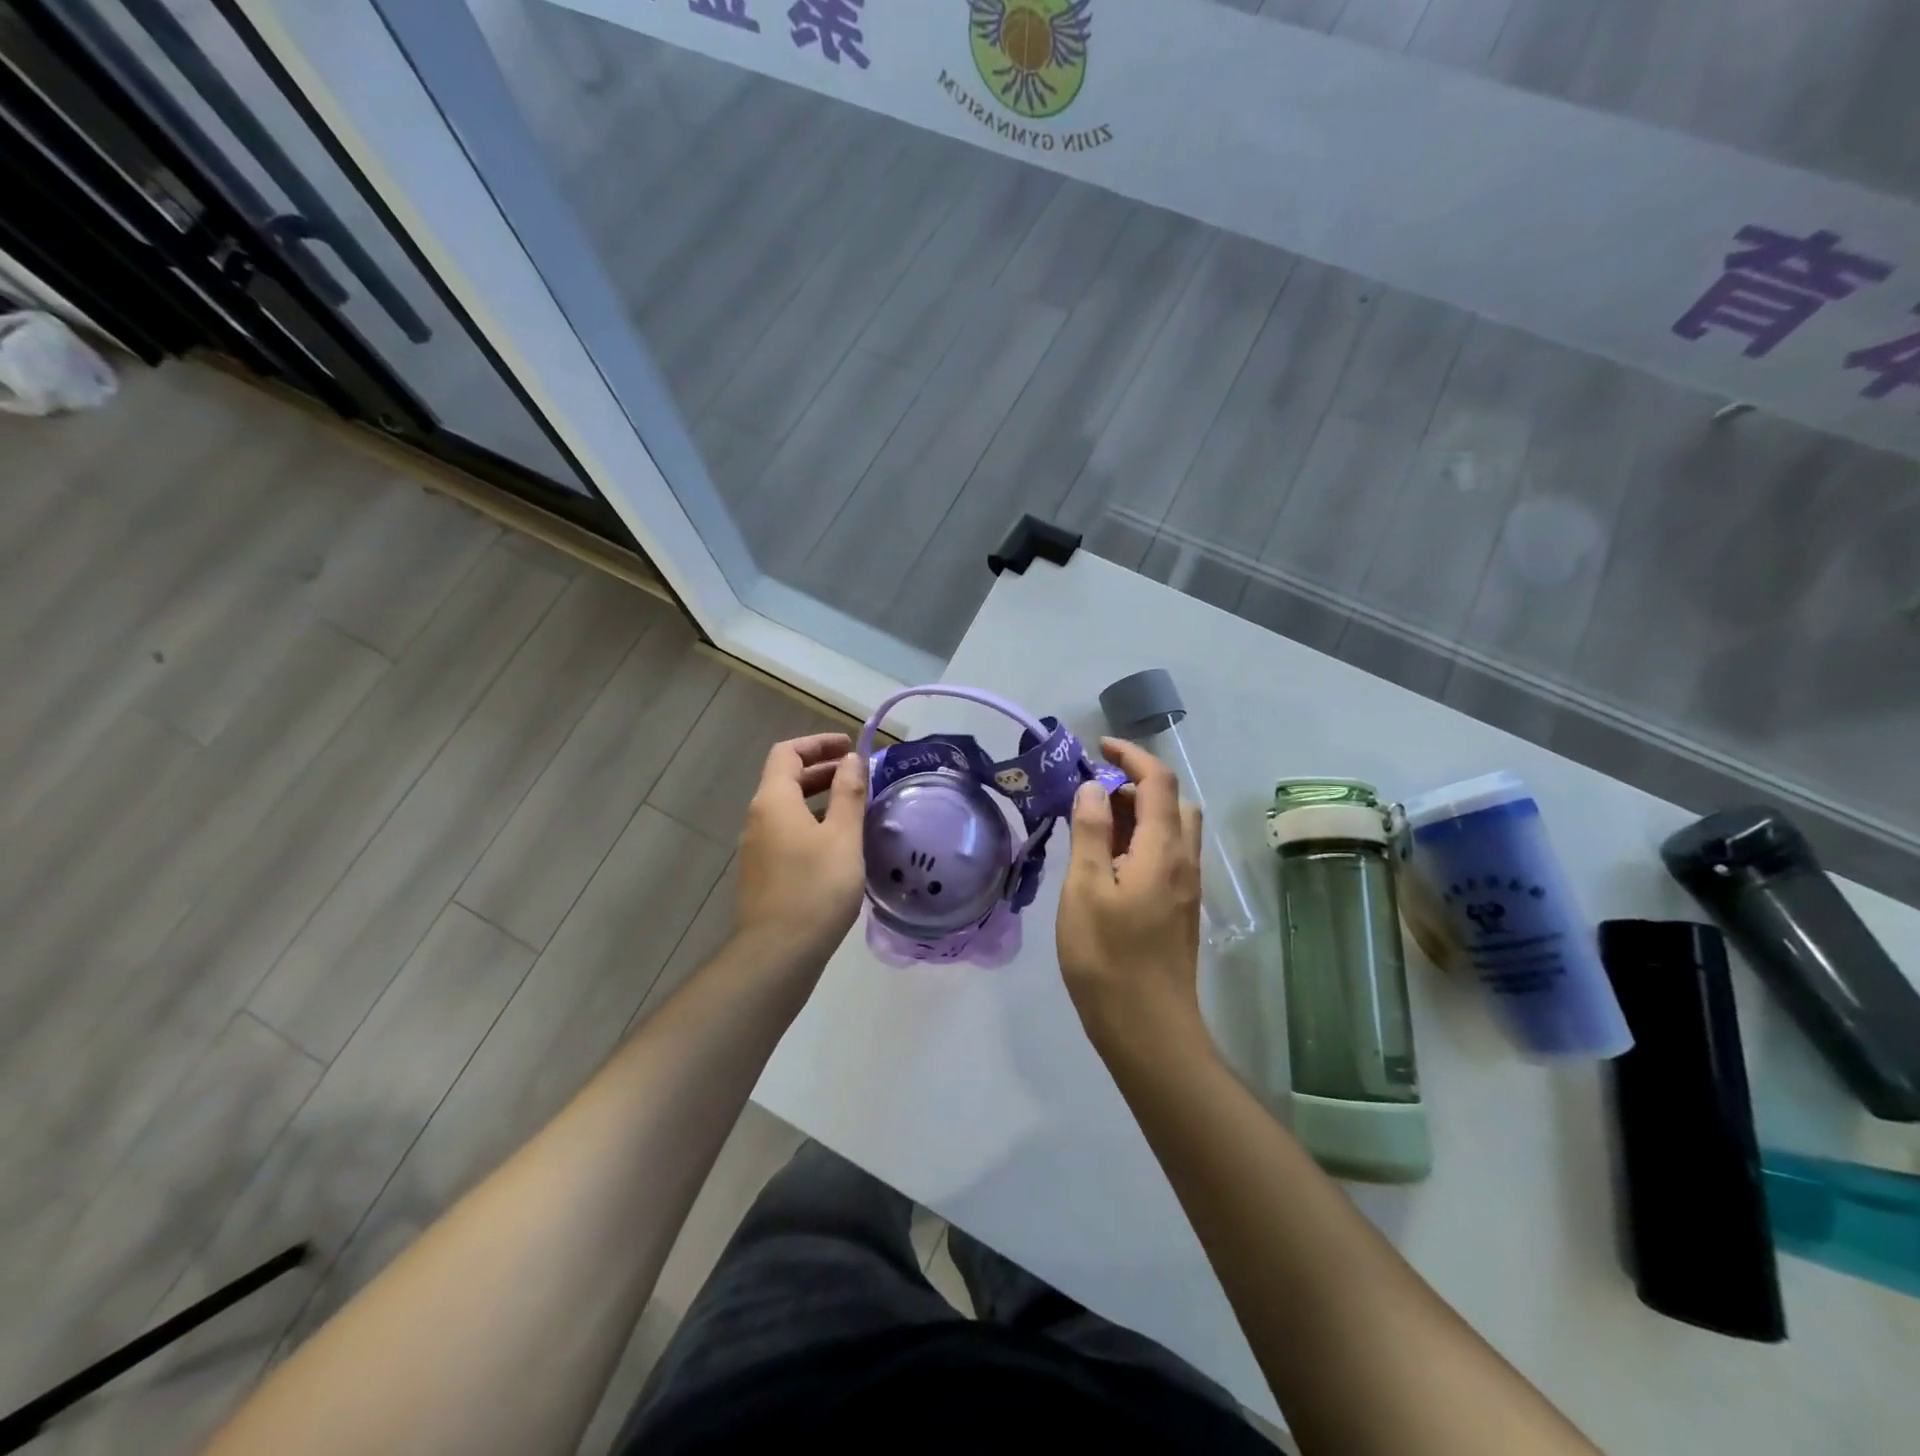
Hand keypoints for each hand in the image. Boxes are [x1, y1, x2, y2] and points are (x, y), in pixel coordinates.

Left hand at [733, 733, 867, 969]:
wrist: (777, 954)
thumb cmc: (815, 889)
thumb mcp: (843, 837)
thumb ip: (848, 793)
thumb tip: (851, 759)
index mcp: (773, 801)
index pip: (787, 753)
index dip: (818, 743)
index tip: (850, 747)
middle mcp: (758, 819)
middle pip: (785, 779)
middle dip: (822, 770)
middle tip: (858, 776)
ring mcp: (757, 848)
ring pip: (788, 809)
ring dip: (819, 799)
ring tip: (855, 808)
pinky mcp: (763, 874)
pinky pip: (787, 833)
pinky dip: (812, 824)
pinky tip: (839, 845)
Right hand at [1057, 739, 1208, 1061]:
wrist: (1148, 1029)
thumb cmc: (1108, 958)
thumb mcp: (1085, 889)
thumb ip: (1090, 832)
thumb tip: (1094, 788)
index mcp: (1162, 849)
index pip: (1157, 781)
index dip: (1131, 755)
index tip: (1098, 746)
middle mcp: (1183, 860)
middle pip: (1171, 802)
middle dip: (1134, 784)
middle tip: (1090, 796)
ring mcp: (1185, 887)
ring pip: (1171, 830)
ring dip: (1138, 814)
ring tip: (1094, 827)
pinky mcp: (1179, 909)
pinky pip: (1166, 855)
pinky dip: (1141, 840)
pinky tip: (1108, 864)